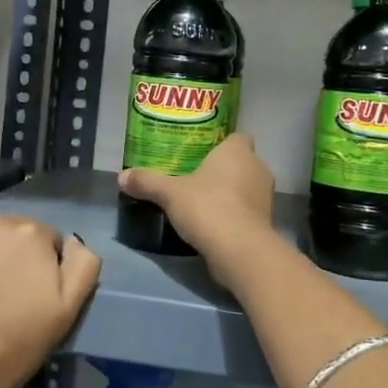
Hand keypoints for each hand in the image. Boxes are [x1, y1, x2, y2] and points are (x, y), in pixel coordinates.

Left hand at [0, 216, 100, 387]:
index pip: (50, 240)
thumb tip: (74, 242)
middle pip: (16, 235)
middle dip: (17, 258)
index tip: (36, 297)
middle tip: (10, 297)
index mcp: (33, 233)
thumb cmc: (15, 342)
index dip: (47, 269)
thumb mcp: (68, 310)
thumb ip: (83, 266)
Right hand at [118, 133, 275, 277]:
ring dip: (230, 192)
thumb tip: (121, 177)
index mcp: (238, 151)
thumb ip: (147, 182)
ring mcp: (265, 196)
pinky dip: (234, 213)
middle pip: (241, 161)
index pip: (237, 136)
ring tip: (203, 201)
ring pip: (245, 186)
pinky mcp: (266, 221)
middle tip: (196, 177)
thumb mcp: (169, 193)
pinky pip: (247, 209)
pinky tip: (213, 222)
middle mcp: (257, 168)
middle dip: (223, 169)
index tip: (202, 153)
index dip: (222, 143)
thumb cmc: (207, 207)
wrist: (240, 250)